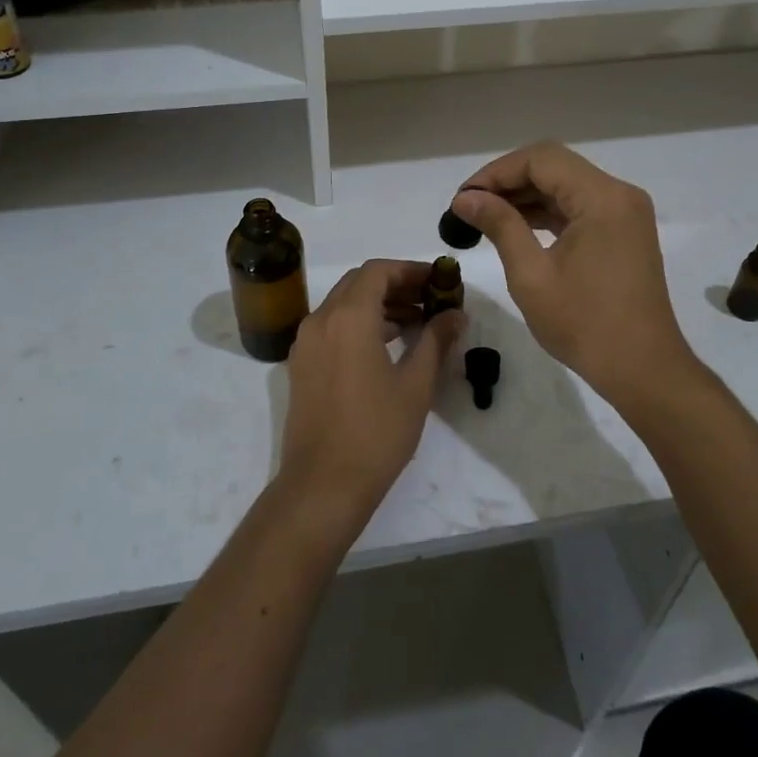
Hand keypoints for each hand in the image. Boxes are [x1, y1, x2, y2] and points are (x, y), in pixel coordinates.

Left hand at [277, 259, 464, 524]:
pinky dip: (359, 323)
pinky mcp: (301, 365)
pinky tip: (387, 344)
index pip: (378, 271)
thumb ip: (435, 340)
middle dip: (396, 284)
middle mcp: (321, 320)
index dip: (410, 270)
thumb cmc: (375, 433)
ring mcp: (306, 343)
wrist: (322, 486)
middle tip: (430, 299)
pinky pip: (332, 326)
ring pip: (343, 304)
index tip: (439, 281)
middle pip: (359, 282)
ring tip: (416, 323)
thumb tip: (456, 314)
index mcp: (348, 317)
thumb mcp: (416, 385)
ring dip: (378, 304)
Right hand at [452, 142, 695, 407]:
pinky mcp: (624, 231)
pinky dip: (547, 211)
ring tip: (485, 217)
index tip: (464, 198)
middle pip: (555, 166)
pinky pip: (579, 206)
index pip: (541, 159)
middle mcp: (619, 194)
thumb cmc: (585, 325)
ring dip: (526, 195)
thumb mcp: (532, 275)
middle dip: (508, 181)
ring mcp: (625, 212)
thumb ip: (499, 226)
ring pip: (566, 184)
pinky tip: (515, 226)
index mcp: (602, 198)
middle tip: (470, 207)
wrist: (643, 370)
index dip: (496, 172)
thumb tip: (465, 199)